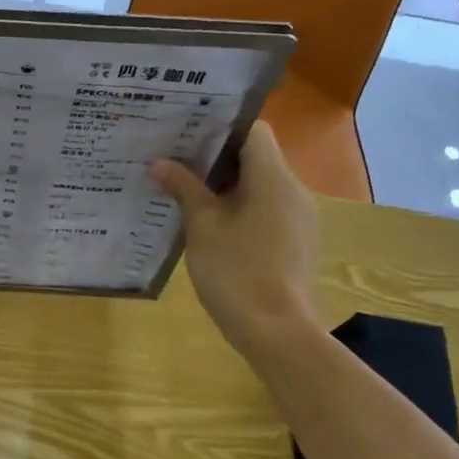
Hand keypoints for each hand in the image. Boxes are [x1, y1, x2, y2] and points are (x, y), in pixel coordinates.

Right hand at [149, 123, 319, 355]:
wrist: (276, 331)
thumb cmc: (236, 271)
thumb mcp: (202, 227)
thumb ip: (184, 188)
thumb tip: (160, 163)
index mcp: (273, 177)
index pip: (253, 130)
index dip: (220, 127)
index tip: (187, 133)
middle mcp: (293, 190)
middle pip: (256, 157)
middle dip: (216, 158)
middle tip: (175, 161)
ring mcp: (298, 218)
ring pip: (260, 185)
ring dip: (226, 185)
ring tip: (185, 191)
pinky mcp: (295, 242)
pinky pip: (266, 210)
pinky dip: (239, 208)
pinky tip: (210, 225)